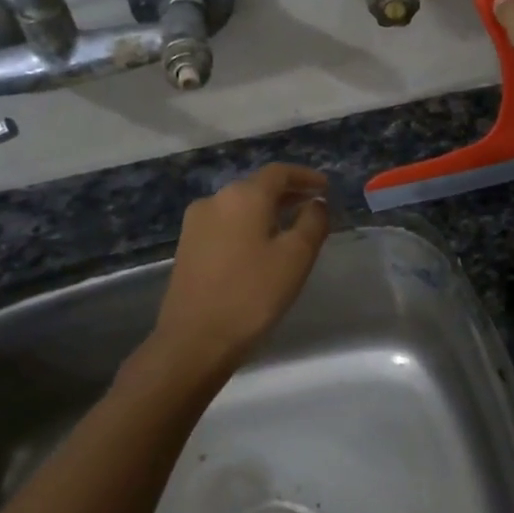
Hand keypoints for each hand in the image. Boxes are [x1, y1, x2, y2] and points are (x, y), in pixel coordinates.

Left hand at [151, 164, 330, 369]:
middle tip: (313, 207)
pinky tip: (261, 246)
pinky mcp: (187, 246)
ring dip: (267, 210)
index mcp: (243, 196)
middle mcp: (215, 200)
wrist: (194, 340)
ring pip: (240, 205)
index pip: (279, 172)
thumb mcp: (296, 257)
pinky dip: (248, 225)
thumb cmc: (252, 294)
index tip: (326, 188)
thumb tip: (316, 203)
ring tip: (290, 227)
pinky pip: (226, 223)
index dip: (306, 176)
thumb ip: (313, 222)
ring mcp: (196, 223)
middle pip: (257, 186)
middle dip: (288, 193)